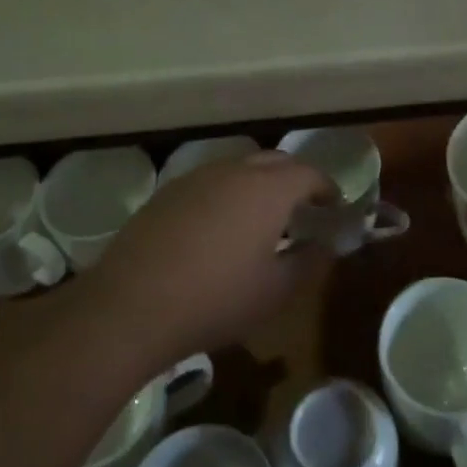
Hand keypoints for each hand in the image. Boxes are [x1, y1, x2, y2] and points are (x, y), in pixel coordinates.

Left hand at [90, 151, 335, 367]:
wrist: (131, 305)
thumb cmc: (216, 299)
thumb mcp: (275, 291)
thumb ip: (308, 262)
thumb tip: (323, 246)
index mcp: (268, 188)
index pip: (309, 174)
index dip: (327, 188)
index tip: (334, 207)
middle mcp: (234, 170)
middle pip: (275, 161)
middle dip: (295, 180)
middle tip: (303, 209)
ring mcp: (197, 177)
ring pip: (240, 168)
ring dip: (259, 184)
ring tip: (263, 219)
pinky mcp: (168, 192)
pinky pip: (211, 182)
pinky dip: (228, 194)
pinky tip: (220, 228)